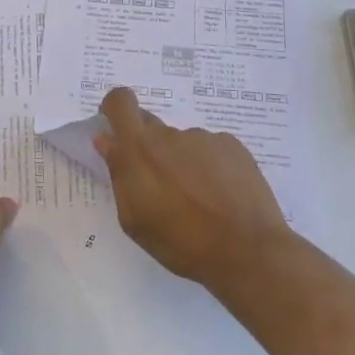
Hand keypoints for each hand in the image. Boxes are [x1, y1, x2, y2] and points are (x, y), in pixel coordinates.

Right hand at [95, 86, 299, 294]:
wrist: (248, 252)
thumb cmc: (181, 243)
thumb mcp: (134, 219)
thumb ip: (118, 174)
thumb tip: (107, 141)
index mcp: (139, 149)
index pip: (120, 101)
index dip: (115, 108)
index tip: (116, 128)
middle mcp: (170, 134)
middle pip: (151, 127)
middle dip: (149, 149)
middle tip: (161, 185)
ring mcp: (204, 138)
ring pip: (182, 143)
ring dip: (182, 162)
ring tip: (198, 200)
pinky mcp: (233, 146)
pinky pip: (210, 149)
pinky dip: (210, 166)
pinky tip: (221, 196)